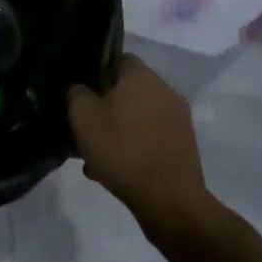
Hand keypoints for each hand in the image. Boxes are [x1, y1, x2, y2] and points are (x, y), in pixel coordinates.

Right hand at [67, 56, 208, 237]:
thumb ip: (77, 93)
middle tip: (87, 129)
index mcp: (142, 75)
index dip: (96, 74)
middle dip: (106, 107)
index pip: (116, 59)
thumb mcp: (83, 117)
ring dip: (120, 130)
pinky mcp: (185, 146)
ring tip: (98, 156)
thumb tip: (81, 89)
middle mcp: (164, 90)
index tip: (82, 96)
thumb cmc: (123, 150)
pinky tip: (117, 170)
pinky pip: (152, 137)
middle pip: (128, 90)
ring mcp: (179, 119)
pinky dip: (136, 147)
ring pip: (138, 117)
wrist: (169, 202)